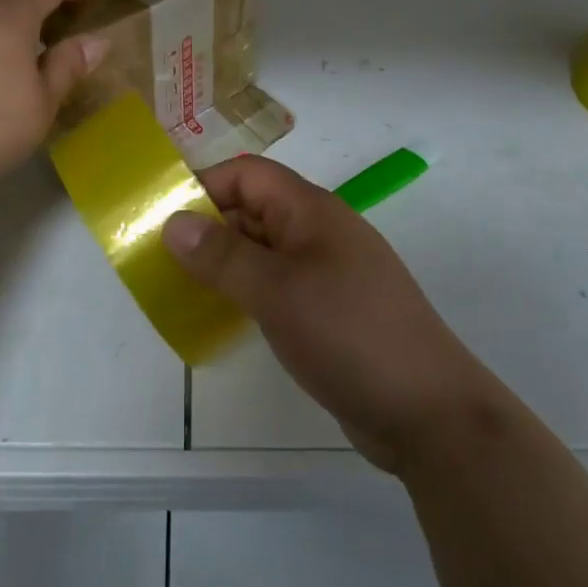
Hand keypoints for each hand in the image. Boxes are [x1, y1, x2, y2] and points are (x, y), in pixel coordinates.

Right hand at [161, 156, 505, 475]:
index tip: (162, 214)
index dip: (205, 185)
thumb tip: (173, 221)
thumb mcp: (277, 291)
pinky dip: (247, 291)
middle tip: (159, 256)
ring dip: (224, 261)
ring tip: (179, 286)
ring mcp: (328, 272)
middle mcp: (319, 232)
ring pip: (264, 249)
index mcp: (311, 210)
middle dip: (208, 225)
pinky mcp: (330, 310)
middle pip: (254, 209)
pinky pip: (277, 284)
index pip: (249, 175)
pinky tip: (222, 314)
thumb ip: (223, 255)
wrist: (428, 411)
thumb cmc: (349, 334)